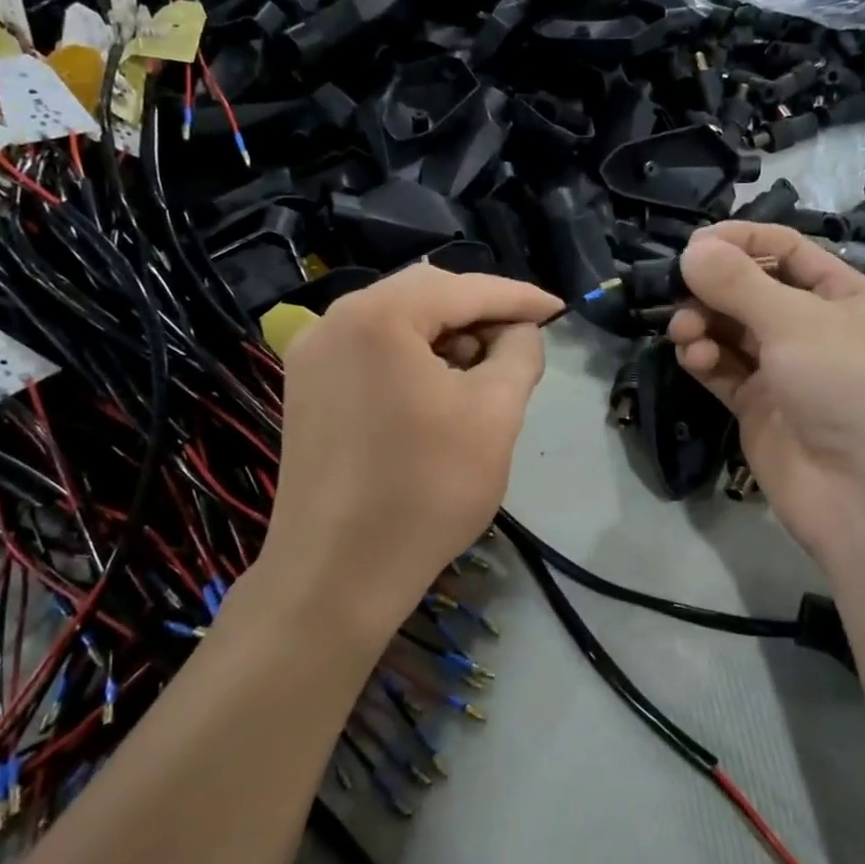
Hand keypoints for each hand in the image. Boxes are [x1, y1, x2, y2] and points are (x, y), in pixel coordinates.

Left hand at [258, 265, 560, 643]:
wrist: (338, 573)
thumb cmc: (426, 490)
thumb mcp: (494, 415)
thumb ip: (519, 355)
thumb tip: (520, 331)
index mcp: (378, 316)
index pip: (464, 289)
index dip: (518, 297)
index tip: (558, 309)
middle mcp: (334, 320)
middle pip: (424, 295)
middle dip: (479, 312)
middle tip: (523, 337)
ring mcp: (312, 354)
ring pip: (394, 321)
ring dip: (445, 334)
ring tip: (485, 367)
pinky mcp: (306, 388)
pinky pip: (370, 349)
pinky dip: (411, 355)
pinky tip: (438, 385)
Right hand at [668, 223, 864, 570]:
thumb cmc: (851, 387)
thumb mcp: (799, 323)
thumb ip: (740, 284)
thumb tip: (692, 250)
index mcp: (844, 296)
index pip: (787, 251)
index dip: (741, 240)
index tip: (694, 244)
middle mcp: (815, 329)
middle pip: (752, 291)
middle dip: (713, 287)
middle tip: (677, 290)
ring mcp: (786, 372)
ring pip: (731, 332)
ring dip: (703, 323)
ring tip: (684, 331)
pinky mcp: (759, 408)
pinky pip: (724, 371)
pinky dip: (705, 359)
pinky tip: (693, 358)